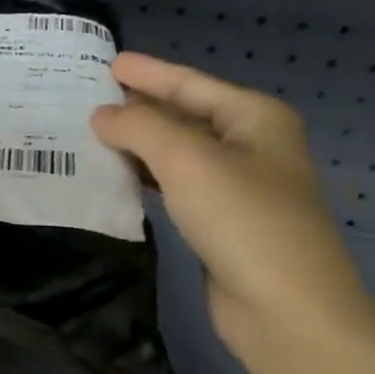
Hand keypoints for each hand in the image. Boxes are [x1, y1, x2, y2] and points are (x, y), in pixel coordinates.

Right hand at [91, 52, 372, 348]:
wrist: (285, 309)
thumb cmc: (242, 219)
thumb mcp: (187, 159)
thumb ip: (141, 128)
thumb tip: (102, 115)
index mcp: (255, 118)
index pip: (191, 84)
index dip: (149, 73)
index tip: (108, 64)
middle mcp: (251, 146)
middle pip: (186, 116)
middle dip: (141, 108)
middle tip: (89, 100)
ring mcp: (238, 188)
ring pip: (179, 154)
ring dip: (139, 145)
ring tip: (92, 135)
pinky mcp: (222, 225)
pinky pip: (177, 188)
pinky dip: (148, 178)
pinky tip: (118, 177)